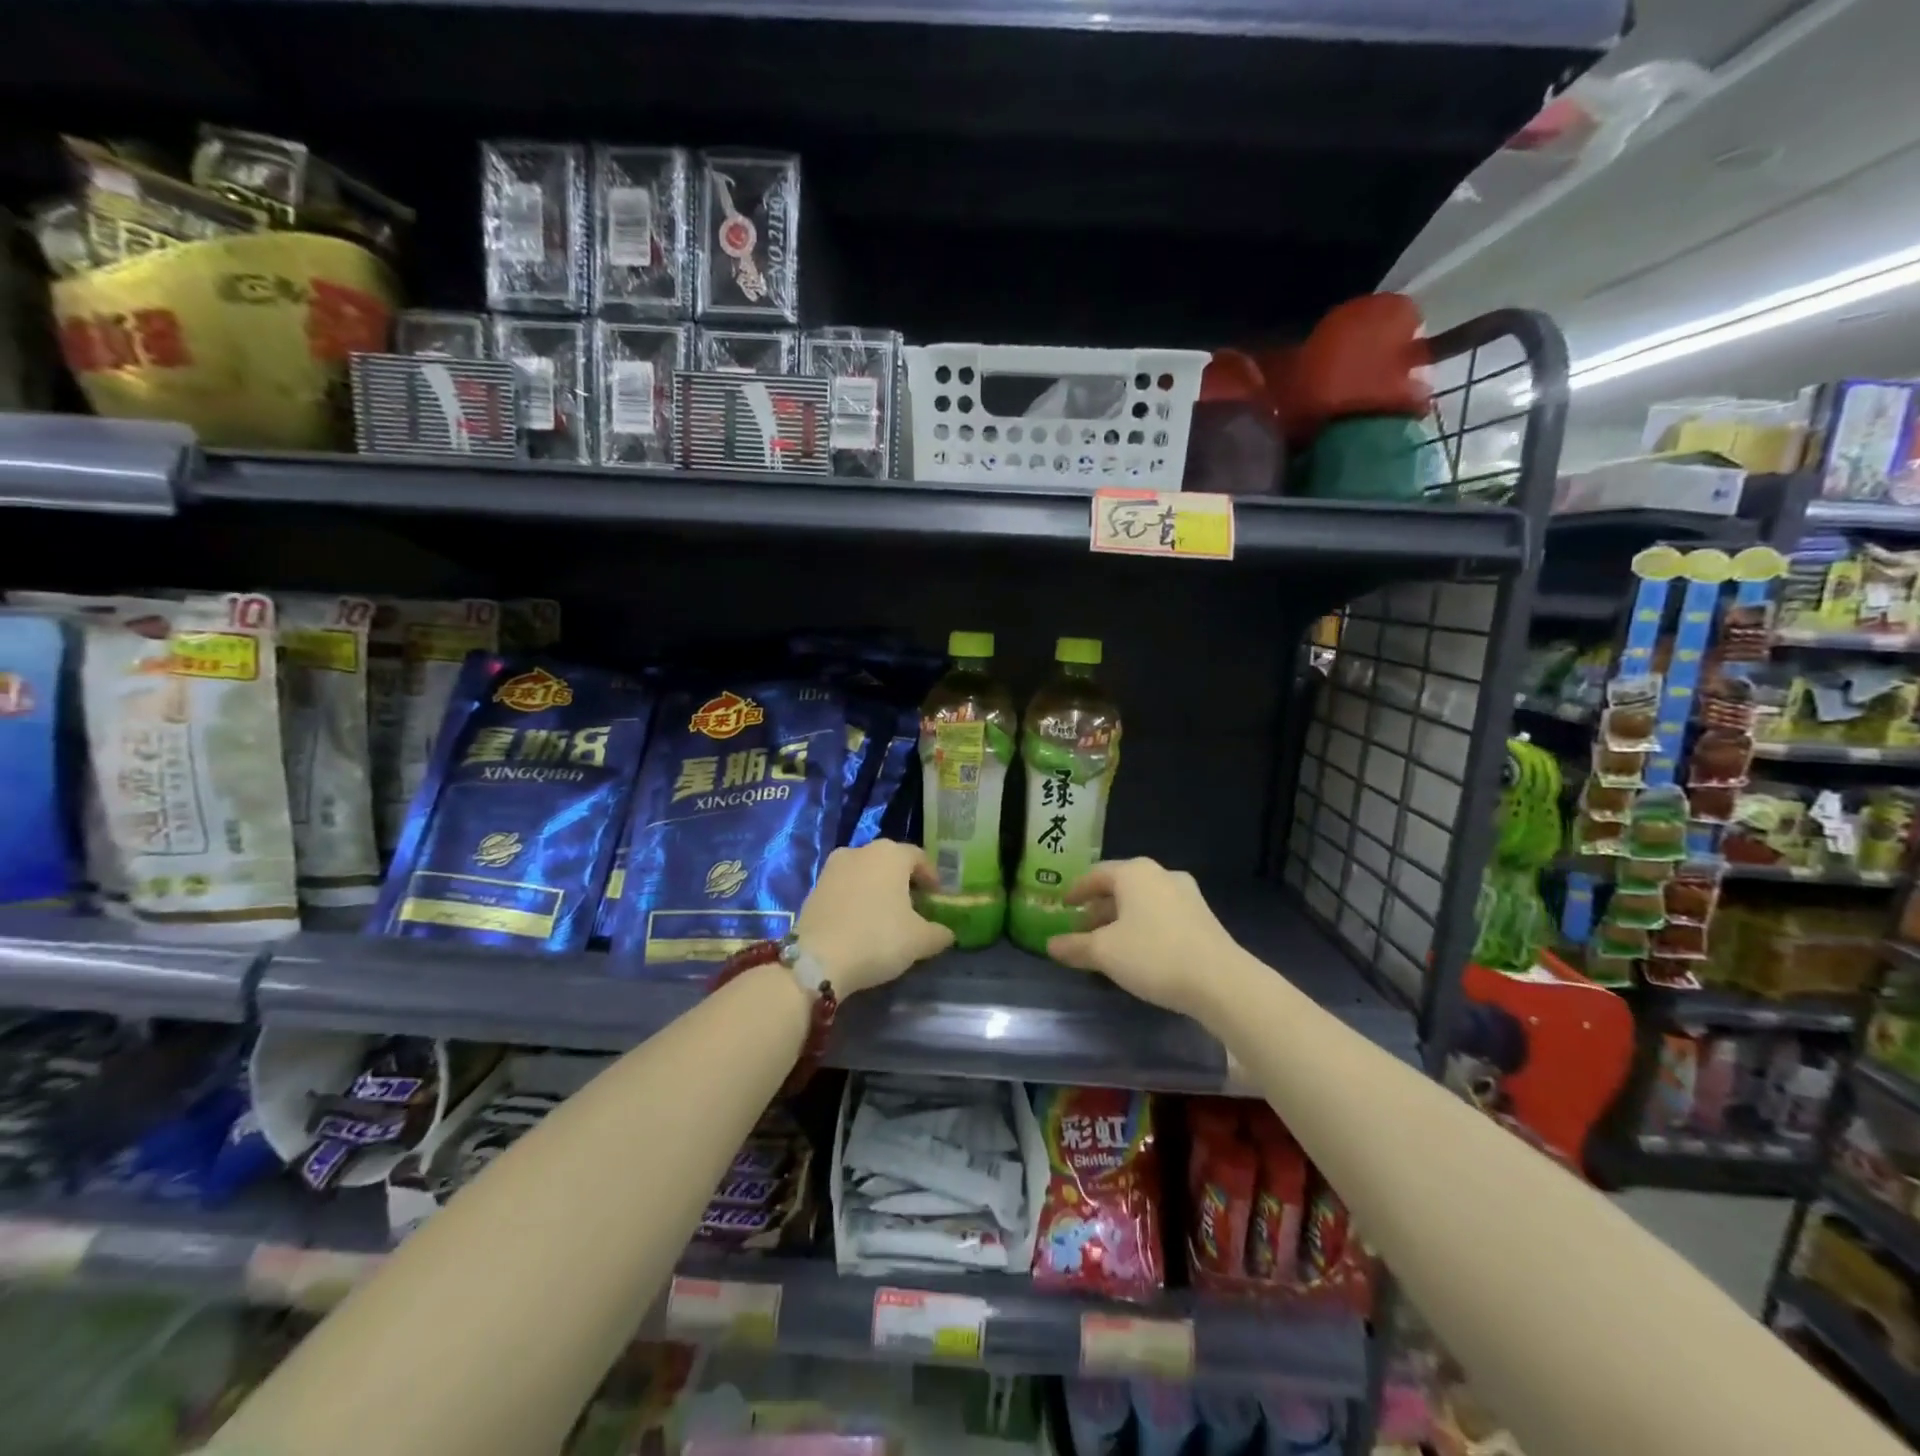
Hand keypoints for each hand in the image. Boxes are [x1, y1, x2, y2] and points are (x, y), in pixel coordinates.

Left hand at [797, 841, 955, 996]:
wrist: (817, 959)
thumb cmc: (877, 939)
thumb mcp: (919, 941)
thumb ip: (939, 933)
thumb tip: (947, 933)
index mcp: (891, 854)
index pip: (919, 857)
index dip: (931, 876)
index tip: (937, 897)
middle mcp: (861, 851)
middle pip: (890, 861)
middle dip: (904, 881)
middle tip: (914, 906)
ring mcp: (833, 867)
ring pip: (865, 872)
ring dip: (878, 888)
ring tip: (886, 915)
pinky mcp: (815, 887)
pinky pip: (845, 887)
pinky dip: (856, 898)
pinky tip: (860, 922)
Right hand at [1047, 858, 1242, 1021]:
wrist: (1221, 981)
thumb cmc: (1154, 955)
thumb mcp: (1105, 953)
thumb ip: (1075, 946)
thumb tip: (1051, 944)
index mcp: (1135, 873)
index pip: (1096, 874)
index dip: (1076, 890)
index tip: (1063, 904)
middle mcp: (1161, 875)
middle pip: (1120, 887)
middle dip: (1099, 907)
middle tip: (1081, 928)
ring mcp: (1186, 895)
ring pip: (1143, 902)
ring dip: (1121, 919)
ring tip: (1107, 944)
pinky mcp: (1203, 918)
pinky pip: (1162, 915)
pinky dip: (1143, 927)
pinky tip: (1138, 952)